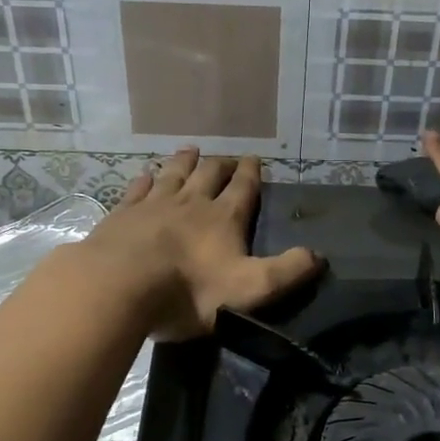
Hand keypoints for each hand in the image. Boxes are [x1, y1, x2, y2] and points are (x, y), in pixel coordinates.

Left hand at [81, 148, 321, 340]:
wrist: (121, 286)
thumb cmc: (189, 291)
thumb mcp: (250, 289)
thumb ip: (286, 272)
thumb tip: (319, 255)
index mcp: (224, 218)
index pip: (243, 188)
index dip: (251, 173)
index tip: (255, 159)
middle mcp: (191, 202)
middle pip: (209, 174)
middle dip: (220, 165)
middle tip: (225, 158)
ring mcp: (154, 204)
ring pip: (173, 174)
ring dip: (184, 162)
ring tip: (190, 150)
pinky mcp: (123, 214)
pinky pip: (138, 188)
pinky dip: (145, 178)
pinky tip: (145, 173)